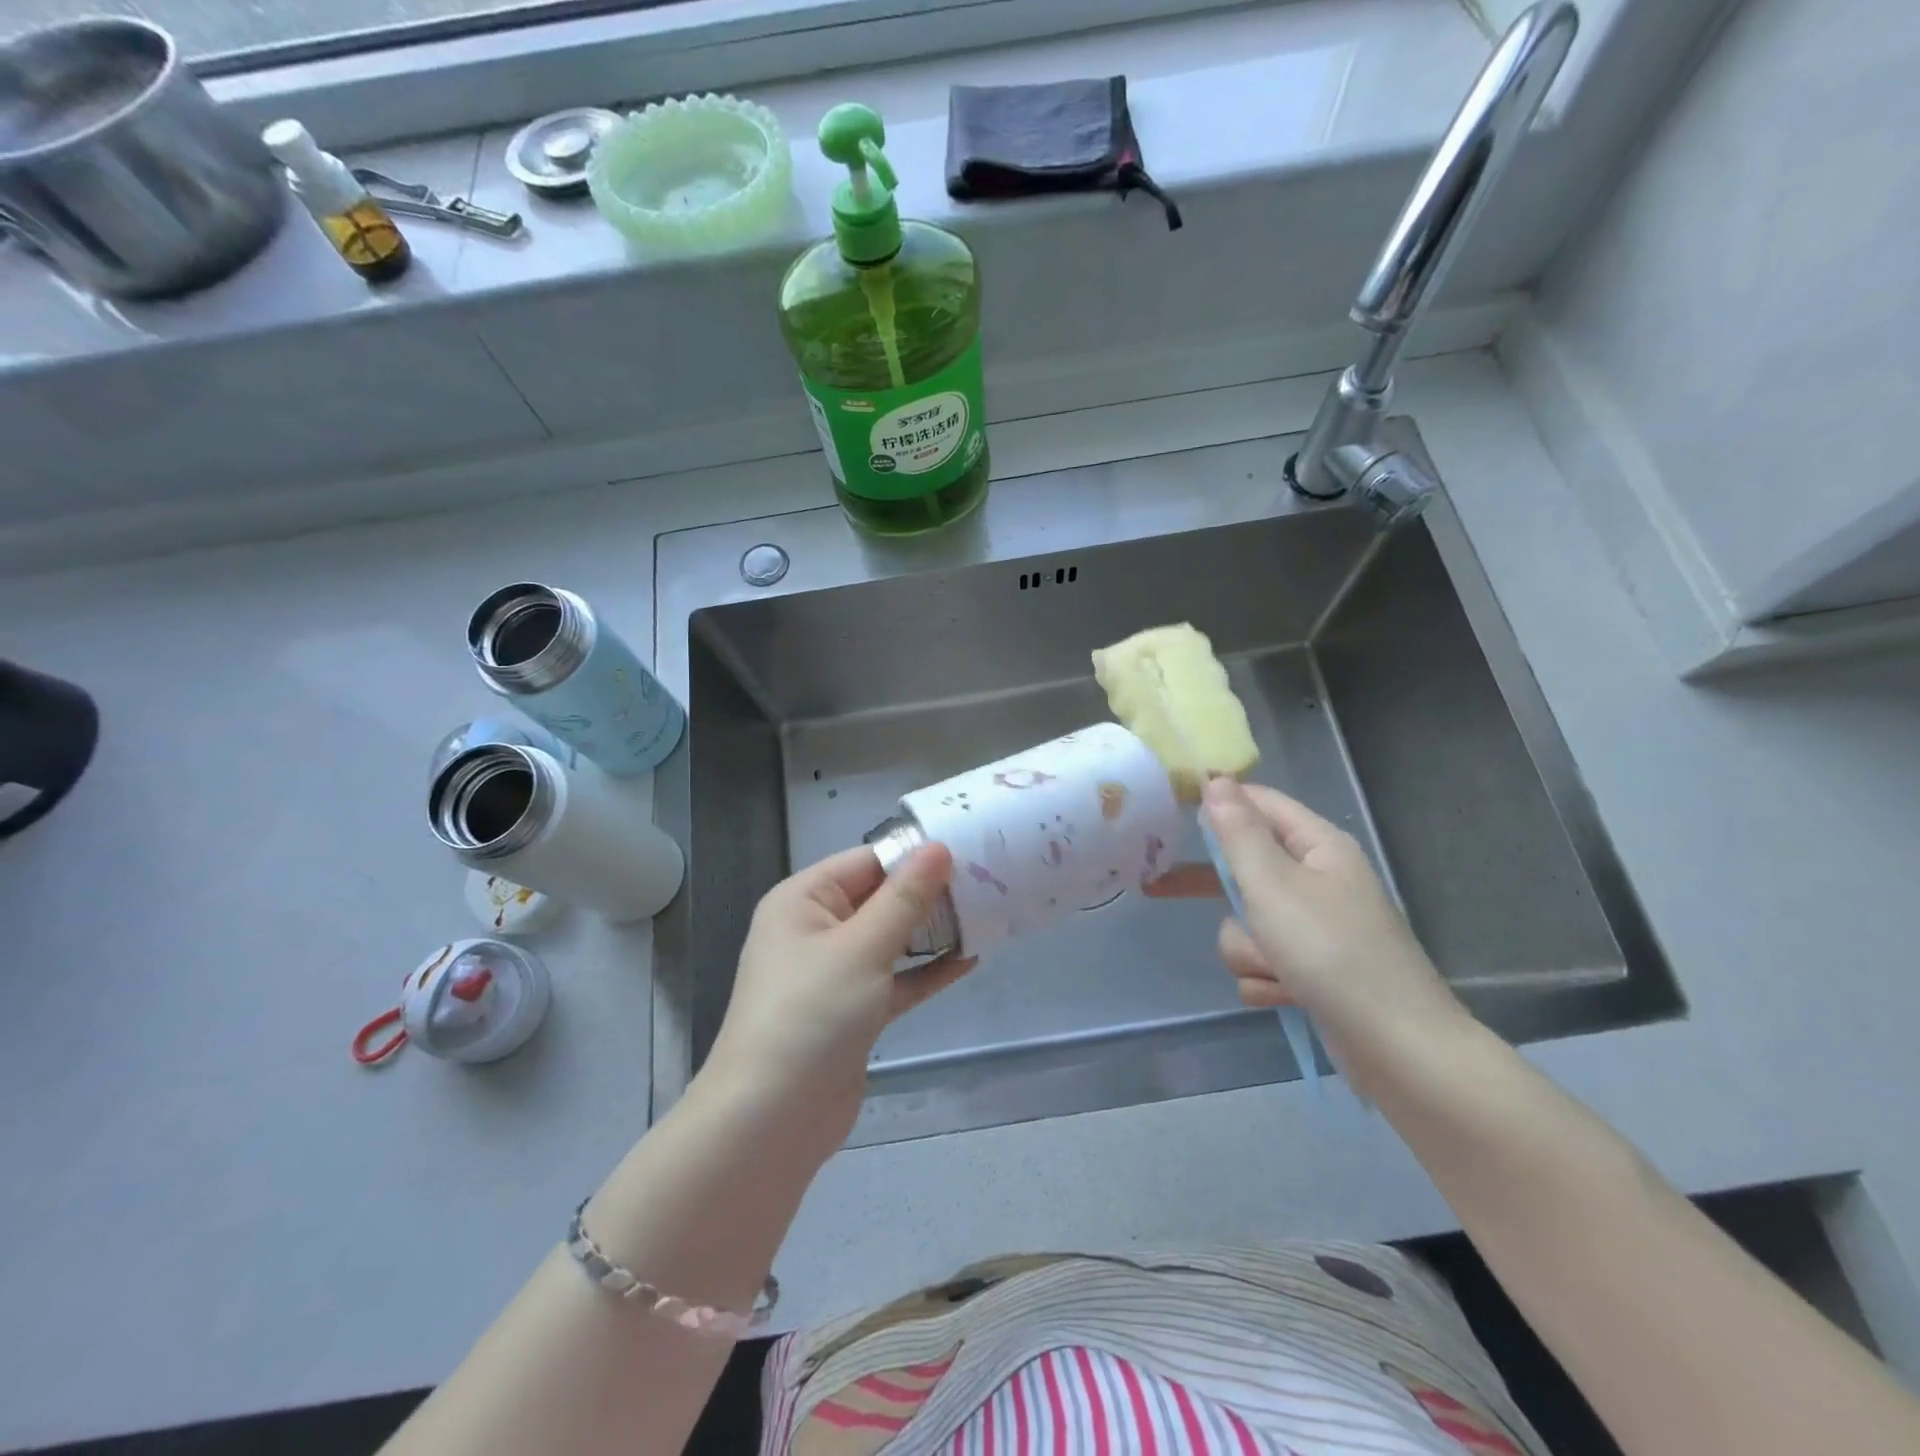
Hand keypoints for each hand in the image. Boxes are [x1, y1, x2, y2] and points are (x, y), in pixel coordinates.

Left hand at [703, 844, 973, 1150]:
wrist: (771, 1121)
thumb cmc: (812, 1014)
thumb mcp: (862, 948)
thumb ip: (905, 898)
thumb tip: (939, 847)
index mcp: (803, 900)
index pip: (866, 861)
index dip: (914, 855)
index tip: (969, 848)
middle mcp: (815, 929)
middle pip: (879, 898)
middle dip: (928, 893)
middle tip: (988, 881)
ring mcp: (833, 973)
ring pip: (890, 939)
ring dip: (931, 932)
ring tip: (986, 915)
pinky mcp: (852, 1011)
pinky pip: (894, 979)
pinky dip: (926, 972)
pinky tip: (968, 960)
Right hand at [1148, 779, 1465, 1077]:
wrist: (1397, 1049)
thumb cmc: (1331, 951)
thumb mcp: (1273, 885)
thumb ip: (1239, 833)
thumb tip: (1217, 780)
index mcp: (1318, 847)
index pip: (1260, 803)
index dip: (1218, 801)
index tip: (1169, 810)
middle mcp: (1317, 881)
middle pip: (1246, 868)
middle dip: (1217, 891)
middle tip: (1159, 889)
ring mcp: (1315, 929)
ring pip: (1248, 923)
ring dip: (1249, 949)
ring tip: (1274, 969)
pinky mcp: (1311, 971)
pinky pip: (1263, 962)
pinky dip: (1265, 980)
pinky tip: (1283, 996)